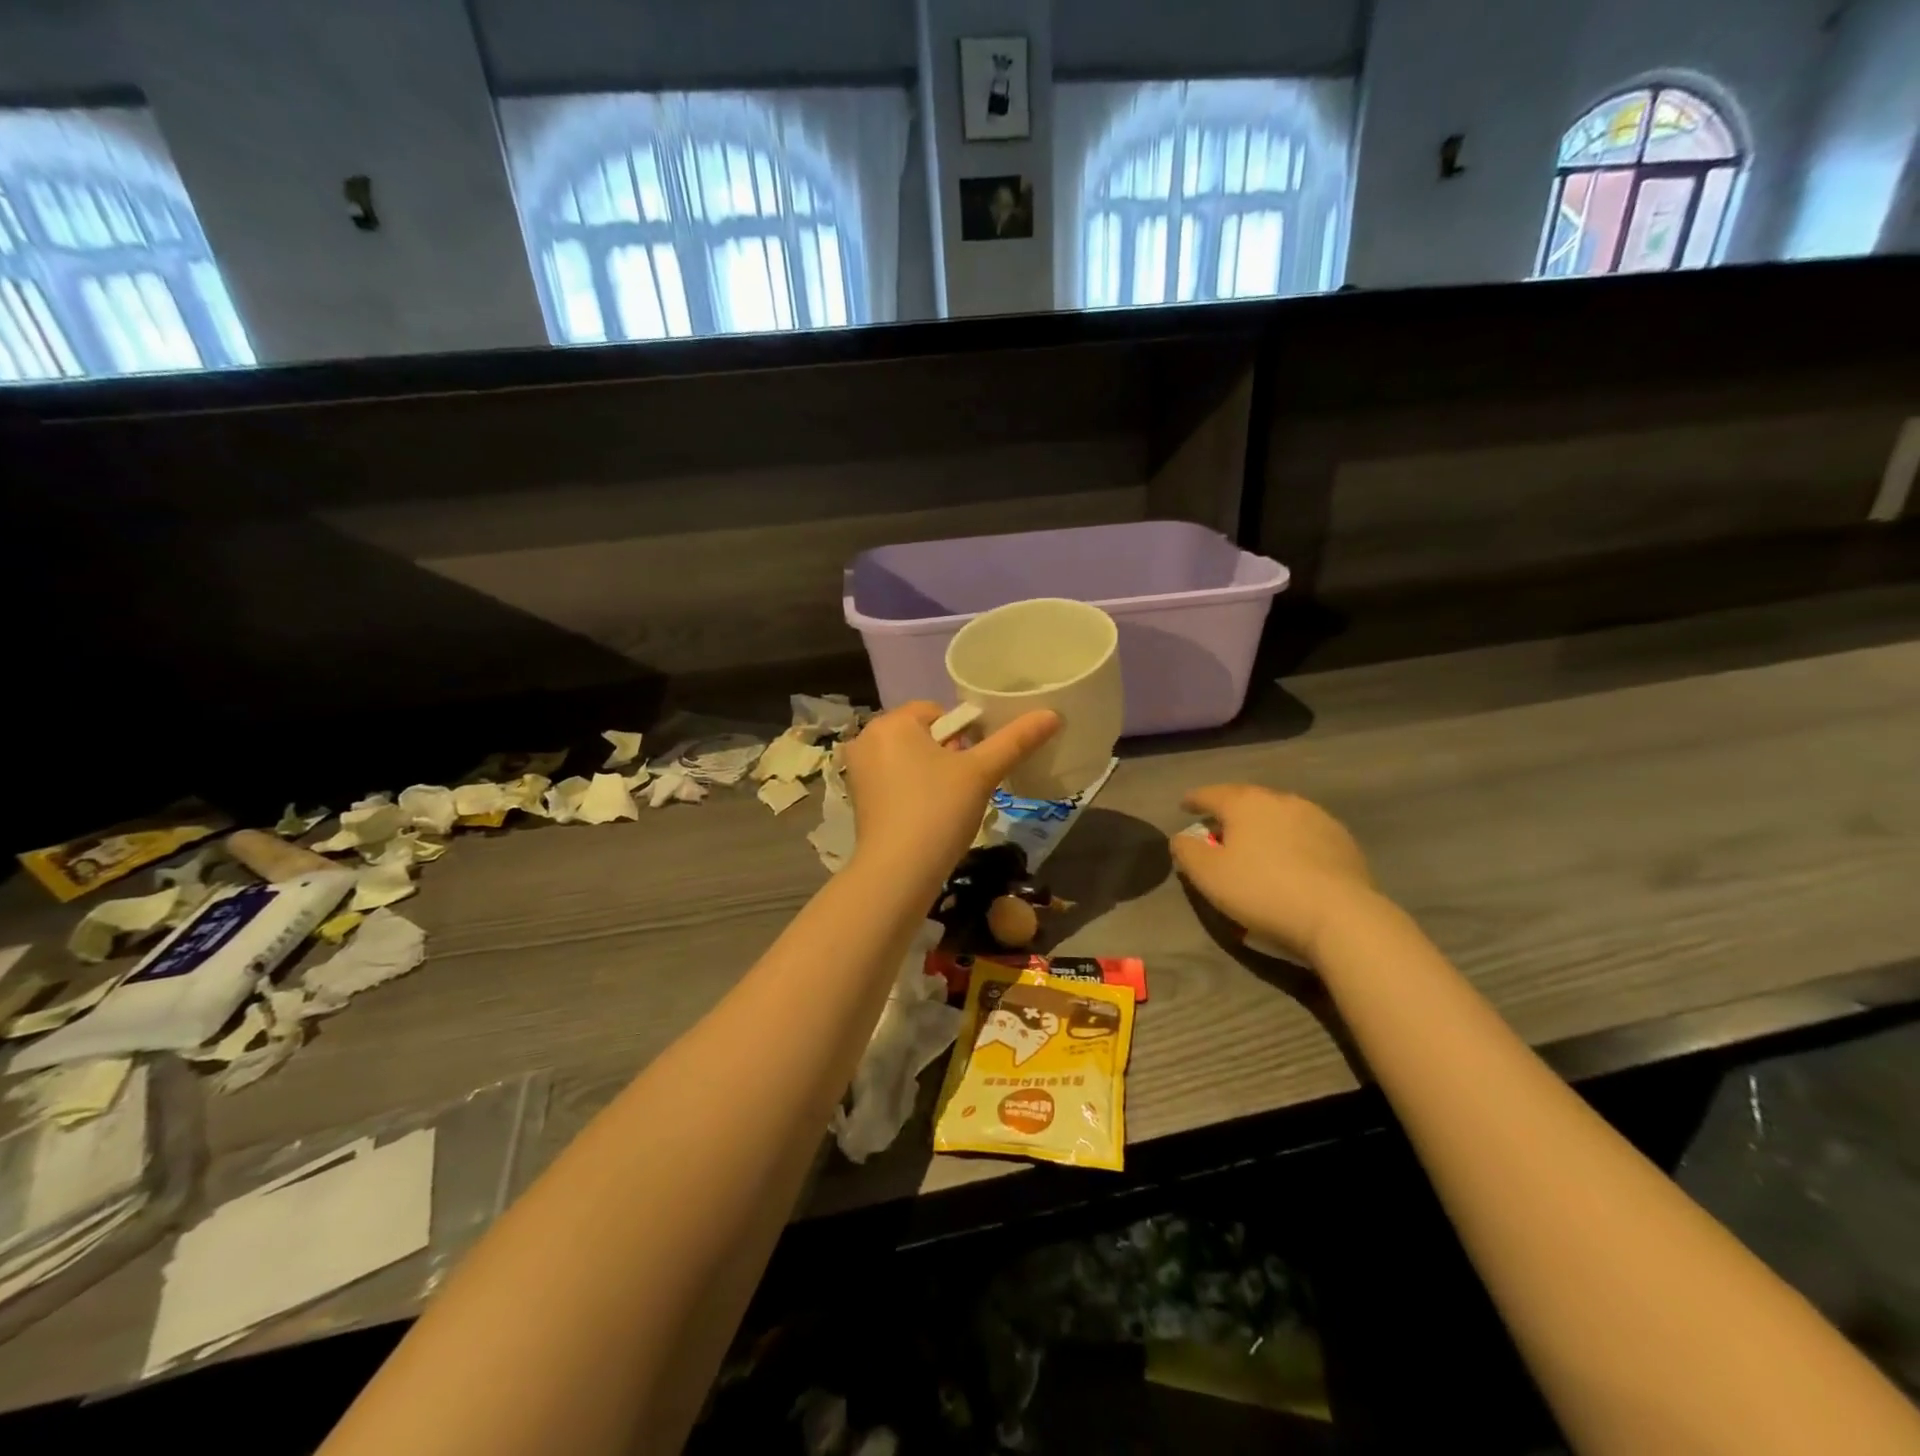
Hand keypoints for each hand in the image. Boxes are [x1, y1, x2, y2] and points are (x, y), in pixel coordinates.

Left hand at [844, 701, 1059, 880]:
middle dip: (947, 754)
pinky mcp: (858, 799)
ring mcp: (858, 771)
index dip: (963, 734)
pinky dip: (912, 790)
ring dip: (932, 773)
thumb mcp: (981, 773)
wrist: (898, 873)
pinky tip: (927, 815)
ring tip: (948, 803)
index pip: (938, 711)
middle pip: (922, 734)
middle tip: (964, 786)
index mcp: (891, 722)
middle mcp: (867, 739)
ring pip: (908, 758)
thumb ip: (1015, 740)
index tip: (974, 764)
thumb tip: (1052, 715)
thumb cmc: (938, 811)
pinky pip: (893, 780)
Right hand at [1170, 784, 1377, 966]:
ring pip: (1278, 814)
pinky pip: (1304, 833)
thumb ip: (1187, 851)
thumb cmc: (1262, 890)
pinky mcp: (1341, 840)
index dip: (1194, 800)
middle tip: (1218, 829)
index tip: (1184, 806)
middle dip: (1230, 812)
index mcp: (1245, 803)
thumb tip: (1181, 837)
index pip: (1211, 794)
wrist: (1340, 916)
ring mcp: (1316, 817)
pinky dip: (1290, 840)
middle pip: (1246, 800)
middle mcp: (1280, 800)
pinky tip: (1290, 860)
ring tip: (1256, 844)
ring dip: (1263, 825)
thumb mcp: (1208, 875)